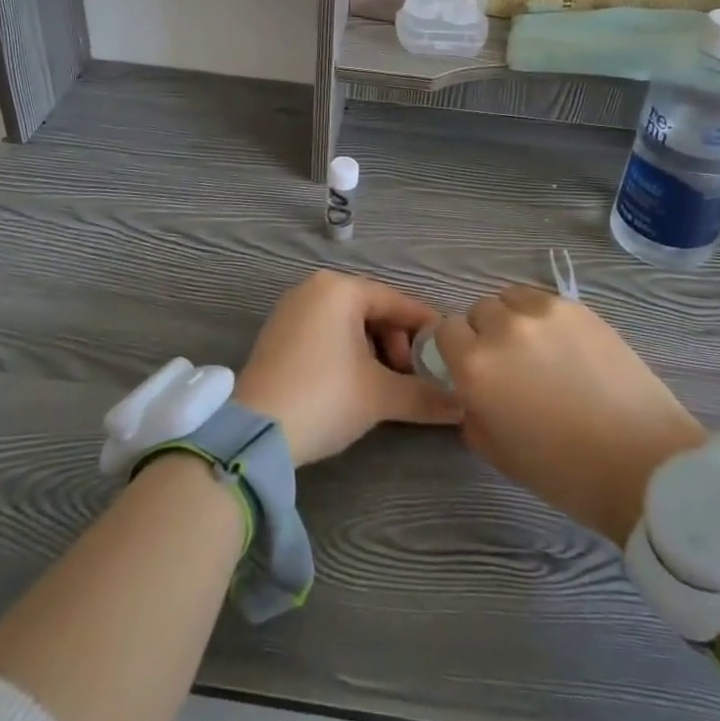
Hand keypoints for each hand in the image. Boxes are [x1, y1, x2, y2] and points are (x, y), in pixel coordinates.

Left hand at [234, 271, 461, 465]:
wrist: (255, 432)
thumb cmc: (325, 397)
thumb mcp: (381, 396)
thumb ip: (426, 396)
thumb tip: (464, 405)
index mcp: (339, 289)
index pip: (396, 301)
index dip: (426, 327)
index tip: (449, 350)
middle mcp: (314, 288)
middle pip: (371, 311)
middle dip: (397, 344)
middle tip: (411, 378)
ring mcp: (291, 310)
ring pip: (348, 324)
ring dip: (374, 352)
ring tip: (387, 386)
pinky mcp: (277, 334)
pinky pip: (325, 333)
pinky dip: (347, 353)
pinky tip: (356, 384)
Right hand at [434, 286, 706, 543]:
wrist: (645, 465)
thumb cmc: (567, 473)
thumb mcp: (499, 453)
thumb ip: (472, 413)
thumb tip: (472, 392)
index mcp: (476, 366)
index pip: (445, 331)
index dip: (456, 351)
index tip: (472, 370)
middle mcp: (503, 328)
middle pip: (478, 311)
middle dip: (485, 335)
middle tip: (510, 366)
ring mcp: (544, 312)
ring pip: (510, 299)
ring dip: (513, 319)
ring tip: (538, 350)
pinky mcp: (578, 307)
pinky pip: (544, 301)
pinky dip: (544, 318)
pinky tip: (566, 347)